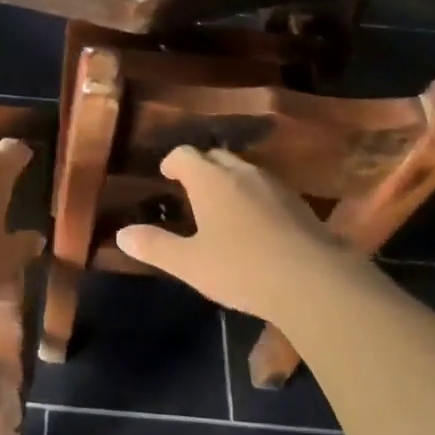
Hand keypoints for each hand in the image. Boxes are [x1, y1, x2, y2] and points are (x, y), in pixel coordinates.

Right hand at [115, 146, 343, 320]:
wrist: (313, 280)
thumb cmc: (242, 268)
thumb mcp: (190, 264)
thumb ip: (155, 246)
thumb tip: (121, 234)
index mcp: (209, 179)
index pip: (184, 154)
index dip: (173, 161)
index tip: (167, 174)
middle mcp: (240, 172)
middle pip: (215, 156)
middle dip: (201, 167)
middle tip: (192, 190)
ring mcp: (273, 184)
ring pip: (244, 170)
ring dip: (229, 180)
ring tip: (223, 206)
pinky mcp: (298, 202)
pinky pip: (267, 188)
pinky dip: (254, 196)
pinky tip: (257, 224)